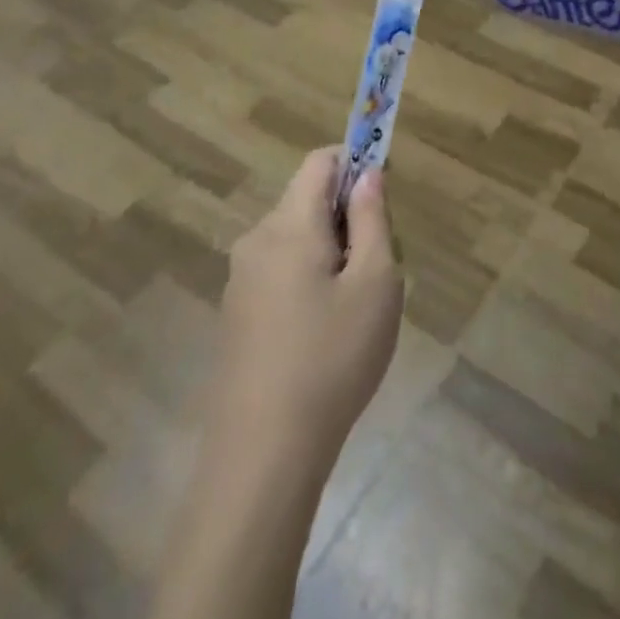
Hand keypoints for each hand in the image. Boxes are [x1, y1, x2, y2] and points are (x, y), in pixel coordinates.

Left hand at [211, 148, 403, 461]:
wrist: (262, 457)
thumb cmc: (331, 359)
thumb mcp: (375, 283)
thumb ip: (373, 219)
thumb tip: (368, 175)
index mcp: (289, 225)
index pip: (320, 162)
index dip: (356, 161)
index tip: (383, 193)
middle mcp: (257, 241)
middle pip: (308, 200)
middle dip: (348, 216)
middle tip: (379, 267)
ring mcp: (240, 281)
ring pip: (296, 238)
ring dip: (332, 251)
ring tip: (356, 307)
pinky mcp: (236, 315)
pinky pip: (280, 271)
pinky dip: (309, 279)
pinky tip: (325, 334)